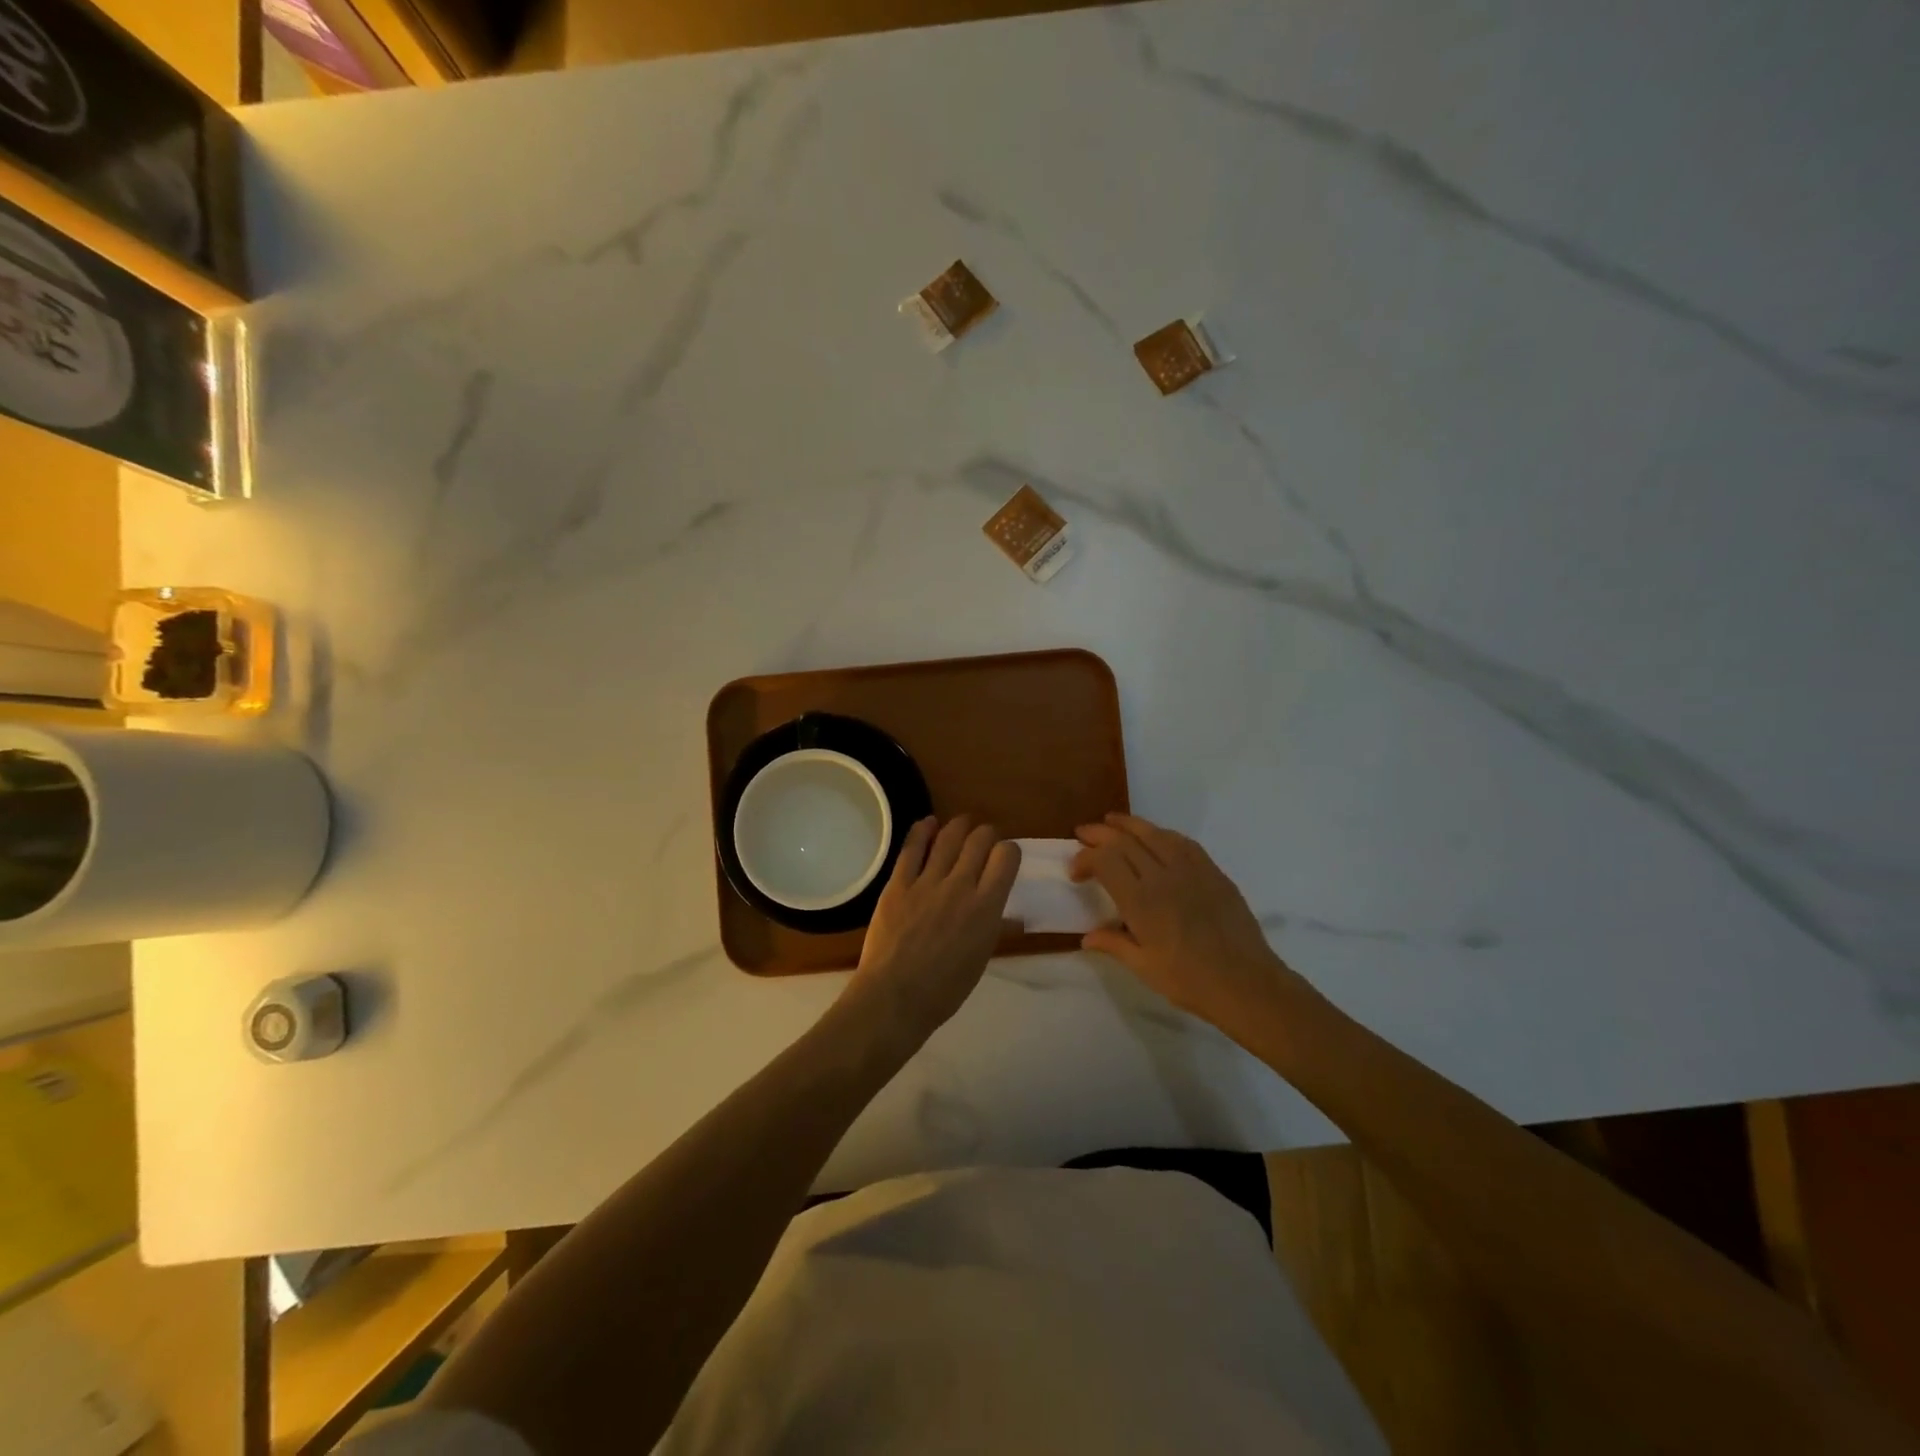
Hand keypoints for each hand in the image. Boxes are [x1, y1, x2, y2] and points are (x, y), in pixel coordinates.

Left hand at [844, 817, 1019, 1046]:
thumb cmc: (944, 989)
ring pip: (949, 836)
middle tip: (982, 842)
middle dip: (985, 835)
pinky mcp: (898, 883)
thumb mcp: (980, 959)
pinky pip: (912, 847)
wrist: (895, 996)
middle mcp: (961, 885)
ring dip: (958, 826)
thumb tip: (1013, 918)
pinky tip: (928, 824)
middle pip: (980, 839)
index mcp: (986, 907)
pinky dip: (922, 830)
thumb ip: (996, 930)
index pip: (1007, 856)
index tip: (1003, 857)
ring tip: (961, 825)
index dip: (1008, 851)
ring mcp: (927, 882)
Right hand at [1071, 813, 1297, 1025]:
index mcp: (1141, 901)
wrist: (1246, 983)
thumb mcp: (1144, 967)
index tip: (1076, 872)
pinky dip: (1161, 833)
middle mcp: (1163, 876)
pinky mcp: (1212, 871)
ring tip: (1112, 822)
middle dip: (1099, 834)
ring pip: (1154, 833)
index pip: (1105, 861)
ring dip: (1129, 824)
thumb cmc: (1190, 981)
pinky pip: (1182, 842)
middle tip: (1083, 833)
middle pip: (1125, 841)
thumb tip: (1086, 937)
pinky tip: (1155, 836)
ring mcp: (1191, 870)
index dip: (1085, 858)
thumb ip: (1114, 944)